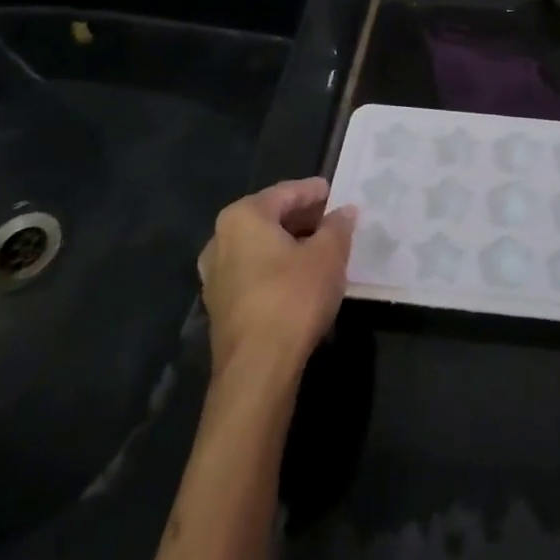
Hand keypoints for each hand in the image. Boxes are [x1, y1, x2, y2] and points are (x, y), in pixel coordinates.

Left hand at [197, 178, 356, 378]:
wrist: (257, 368)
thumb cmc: (293, 297)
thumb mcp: (329, 254)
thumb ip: (338, 226)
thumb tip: (344, 212)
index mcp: (243, 217)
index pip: (286, 192)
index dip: (315, 191)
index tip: (339, 193)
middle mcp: (220, 239)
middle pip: (270, 218)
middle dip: (304, 218)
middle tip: (335, 221)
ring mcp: (215, 275)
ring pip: (261, 247)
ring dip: (291, 244)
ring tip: (324, 249)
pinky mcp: (221, 305)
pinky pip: (254, 272)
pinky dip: (278, 267)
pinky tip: (304, 277)